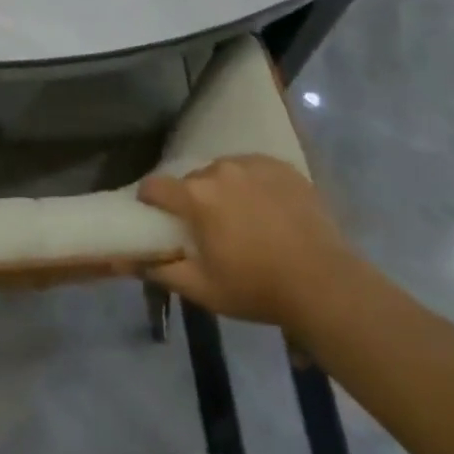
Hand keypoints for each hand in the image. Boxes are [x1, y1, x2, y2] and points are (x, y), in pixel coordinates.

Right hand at [139, 155, 361, 334]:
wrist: (325, 283)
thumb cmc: (257, 288)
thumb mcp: (203, 289)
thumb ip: (162, 272)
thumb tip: (129, 261)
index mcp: (196, 196)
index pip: (155, 186)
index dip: (150, 200)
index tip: (155, 215)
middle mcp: (220, 170)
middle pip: (192, 180)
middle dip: (192, 200)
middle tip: (206, 228)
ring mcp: (253, 164)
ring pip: (224, 172)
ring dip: (223, 190)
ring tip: (241, 219)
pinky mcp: (281, 167)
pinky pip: (254, 169)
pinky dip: (252, 185)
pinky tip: (267, 210)